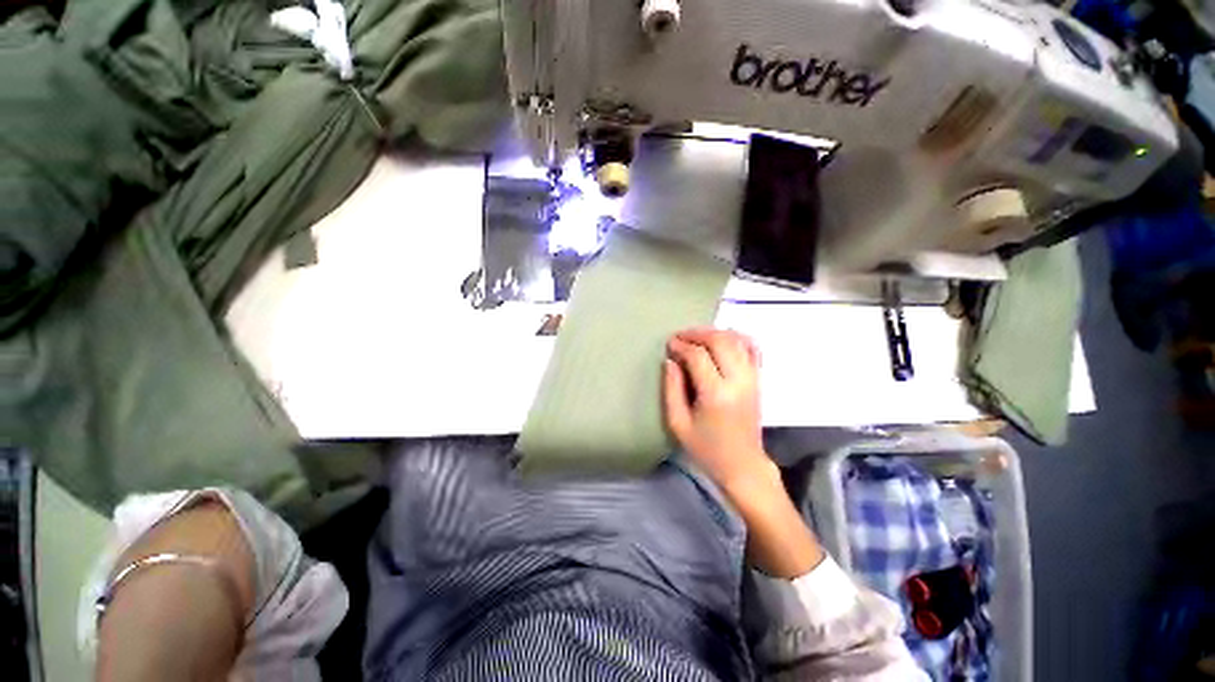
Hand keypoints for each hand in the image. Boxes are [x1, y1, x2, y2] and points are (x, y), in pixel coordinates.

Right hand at [664, 328, 824, 577]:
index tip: (669, 345)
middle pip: (720, 341)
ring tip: (697, 337)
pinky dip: (737, 337)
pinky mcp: (758, 380)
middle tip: (680, 336)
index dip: (681, 345)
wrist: (743, 465)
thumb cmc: (706, 449)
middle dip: (697, 333)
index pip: (698, 356)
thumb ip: (671, 389)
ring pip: (736, 340)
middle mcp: (738, 381)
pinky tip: (723, 338)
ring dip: (715, 332)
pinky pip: (753, 348)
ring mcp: (752, 378)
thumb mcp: (678, 424)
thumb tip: (670, 361)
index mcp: (715, 394)